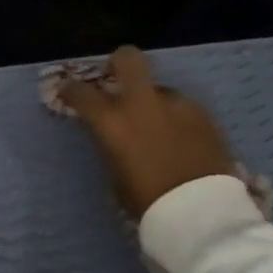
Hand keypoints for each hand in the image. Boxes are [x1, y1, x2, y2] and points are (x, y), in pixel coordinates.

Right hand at [58, 45, 236, 218]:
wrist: (201, 213)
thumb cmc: (148, 203)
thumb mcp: (115, 175)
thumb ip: (111, 144)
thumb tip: (113, 133)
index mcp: (113, 121)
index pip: (81, 92)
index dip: (70, 91)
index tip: (68, 94)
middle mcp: (143, 103)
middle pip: (128, 58)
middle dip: (118, 63)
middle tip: (116, 77)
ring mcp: (177, 105)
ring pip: (159, 89)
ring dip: (153, 102)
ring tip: (158, 129)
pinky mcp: (204, 115)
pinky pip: (182, 108)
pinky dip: (175, 118)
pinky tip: (180, 141)